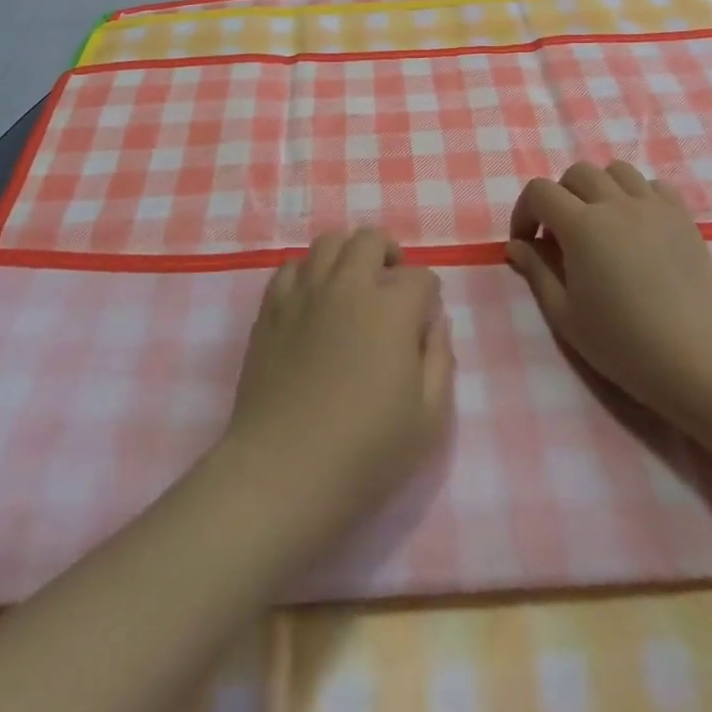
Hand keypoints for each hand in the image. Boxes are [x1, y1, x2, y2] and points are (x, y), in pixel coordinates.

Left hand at [221, 229, 454, 543]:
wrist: (283, 472)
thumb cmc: (366, 452)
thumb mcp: (429, 418)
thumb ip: (440, 359)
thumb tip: (435, 322)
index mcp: (391, 309)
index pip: (421, 277)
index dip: (428, 296)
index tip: (424, 321)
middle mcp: (348, 286)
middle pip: (370, 240)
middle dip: (389, 255)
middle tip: (391, 287)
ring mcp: (305, 293)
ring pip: (328, 243)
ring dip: (347, 256)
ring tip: (352, 285)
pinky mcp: (271, 308)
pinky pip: (291, 267)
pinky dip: (308, 273)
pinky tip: (313, 300)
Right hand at [506, 161, 711, 422]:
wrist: (693, 360)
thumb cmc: (621, 343)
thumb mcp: (564, 314)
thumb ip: (536, 271)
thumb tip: (516, 245)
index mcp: (582, 226)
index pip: (540, 192)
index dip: (524, 212)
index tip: (526, 242)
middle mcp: (616, 204)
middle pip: (577, 173)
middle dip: (560, 197)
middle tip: (561, 233)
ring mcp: (654, 207)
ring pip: (617, 171)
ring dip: (599, 188)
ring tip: (601, 221)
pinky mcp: (683, 217)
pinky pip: (655, 185)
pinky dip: (638, 195)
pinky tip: (638, 226)